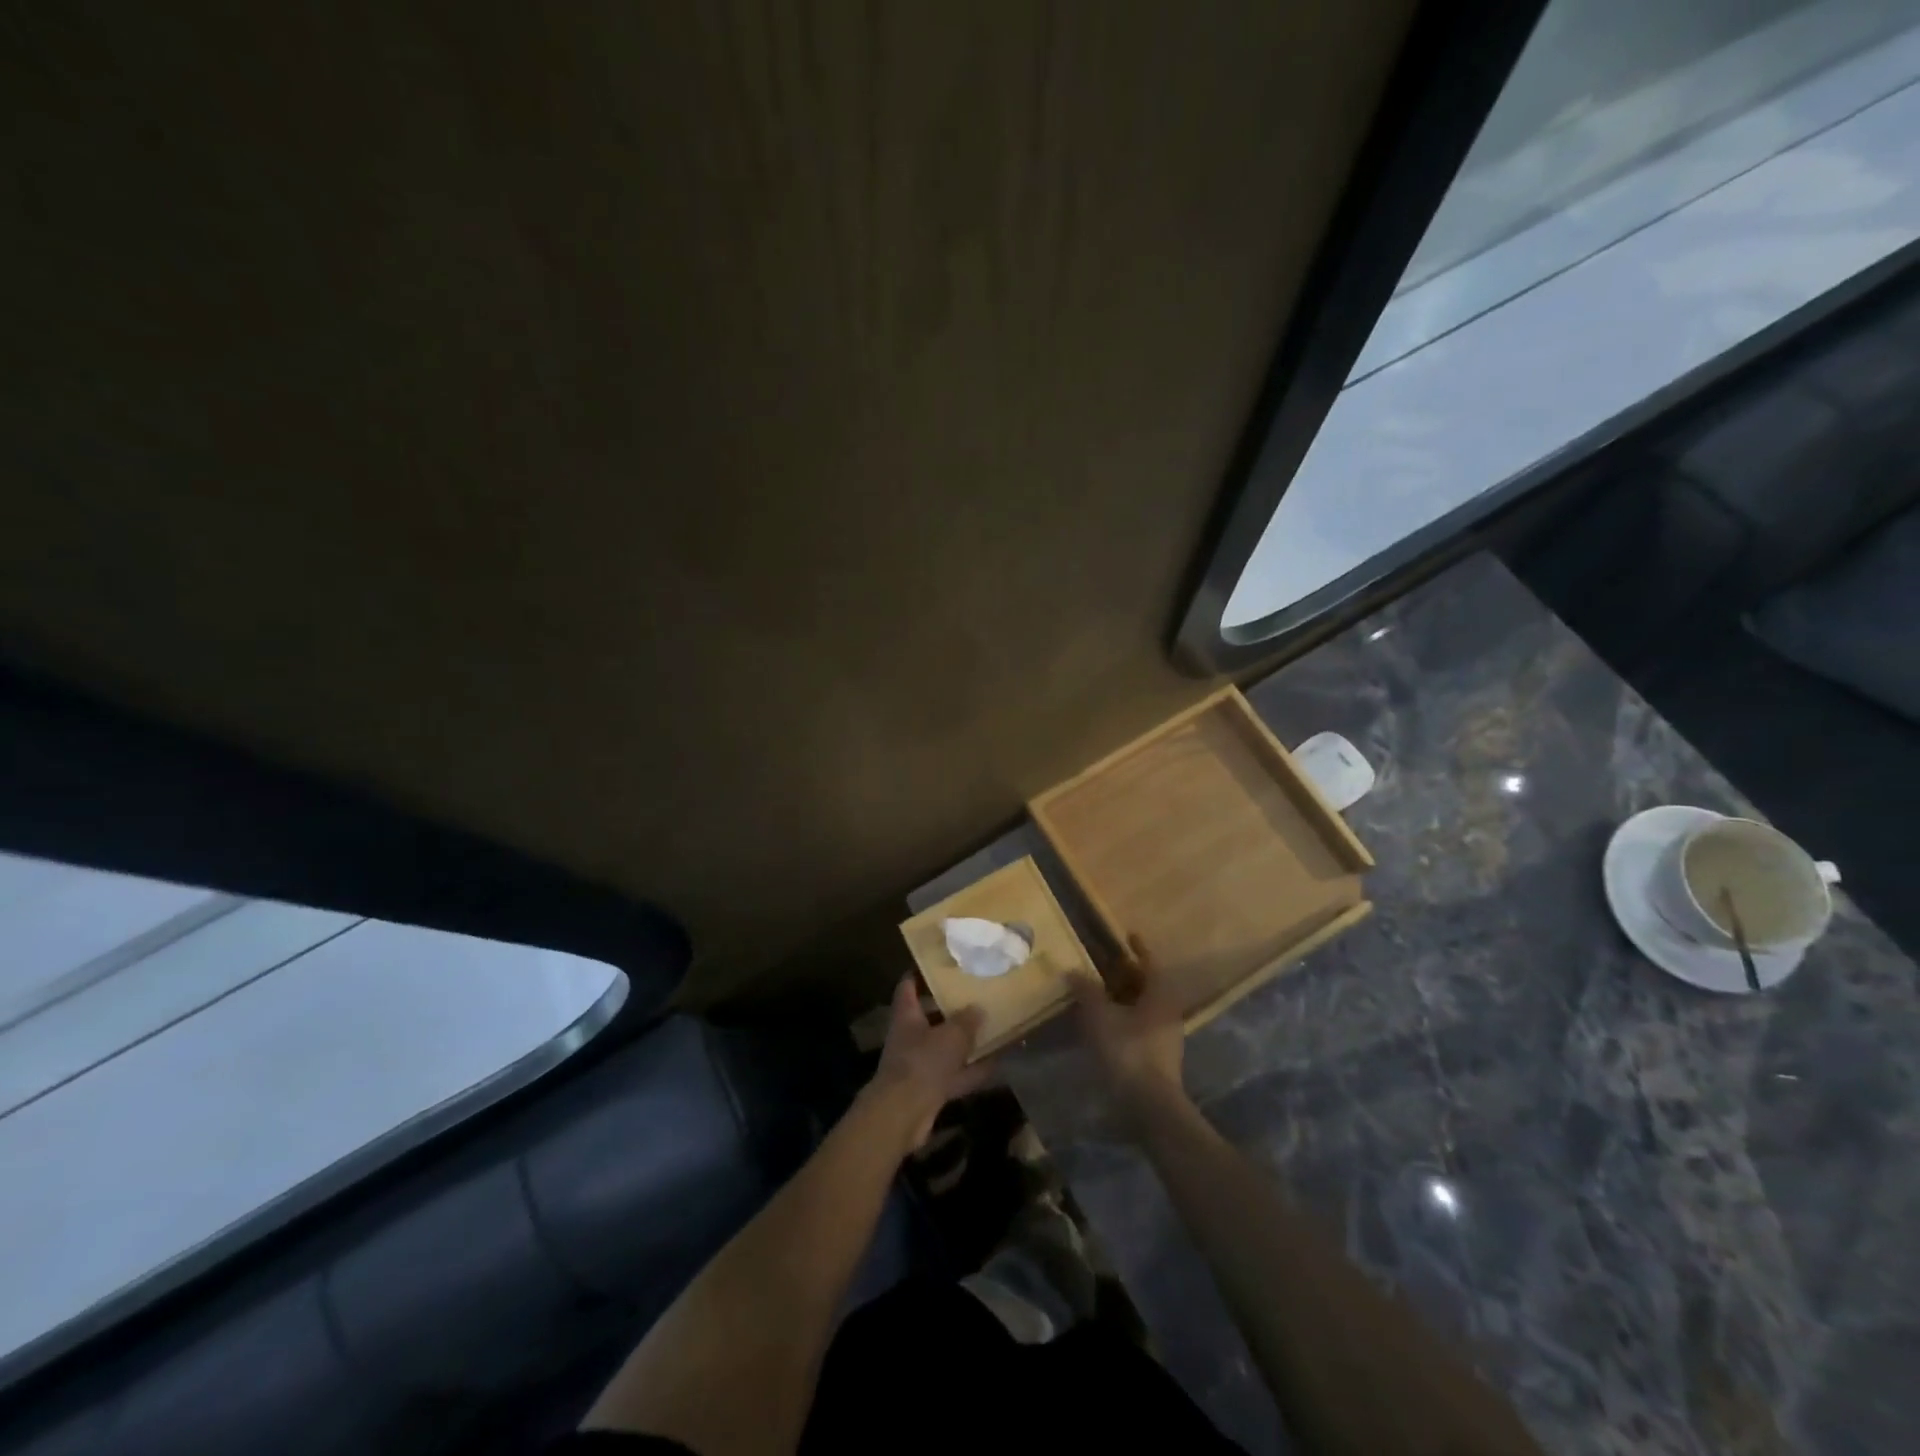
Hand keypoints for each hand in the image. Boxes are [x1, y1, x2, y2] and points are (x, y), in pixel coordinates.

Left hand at [863, 977, 991, 1149]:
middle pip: (930, 1018)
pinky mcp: (930, 1089)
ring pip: (946, 1048)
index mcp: (907, 1015)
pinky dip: (973, 1071)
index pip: (908, 987)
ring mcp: (920, 1064)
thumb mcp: (951, 1036)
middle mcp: (911, 1037)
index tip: (936, 965)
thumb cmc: (923, 1062)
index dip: (919, 974)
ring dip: (966, 1043)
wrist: (904, 1114)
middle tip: (976, 997)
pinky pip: (956, 1075)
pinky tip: (997, 1065)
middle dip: (951, 1010)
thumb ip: (966, 1021)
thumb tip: (978, 1008)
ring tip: (993, 1029)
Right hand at [1071, 934, 1186, 1115]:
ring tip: (1101, 993)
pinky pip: (1141, 1026)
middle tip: (1106, 965)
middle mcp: (1168, 1012)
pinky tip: (1106, 1024)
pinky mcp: (1159, 1057)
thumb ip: (1087, 991)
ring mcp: (1166, 1037)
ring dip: (1125, 997)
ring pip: (1145, 1007)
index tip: (1129, 936)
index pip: (1151, 963)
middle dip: (1128, 974)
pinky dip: (1124, 1018)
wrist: (1150, 1105)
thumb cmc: (1128, 1051)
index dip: (1139, 949)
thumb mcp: (1100, 1017)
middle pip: (1148, 985)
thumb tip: (1073, 971)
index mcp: (1160, 995)